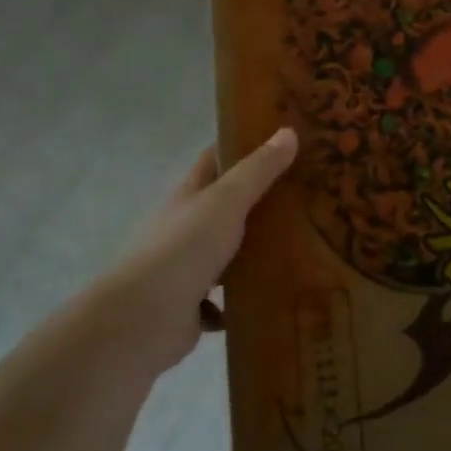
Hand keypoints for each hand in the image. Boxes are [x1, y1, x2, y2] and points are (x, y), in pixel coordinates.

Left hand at [80, 127, 298, 374]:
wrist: (143, 319)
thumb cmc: (185, 248)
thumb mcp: (227, 201)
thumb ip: (258, 171)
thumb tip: (289, 131)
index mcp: (189, 196)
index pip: (215, 160)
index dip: (243, 147)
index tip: (281, 142)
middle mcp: (185, 228)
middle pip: (226, 207)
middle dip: (260, 202)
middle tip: (307, 196)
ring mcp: (186, 268)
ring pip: (227, 254)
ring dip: (254, 253)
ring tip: (300, 249)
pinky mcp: (191, 306)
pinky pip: (224, 300)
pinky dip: (241, 300)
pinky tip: (269, 297)